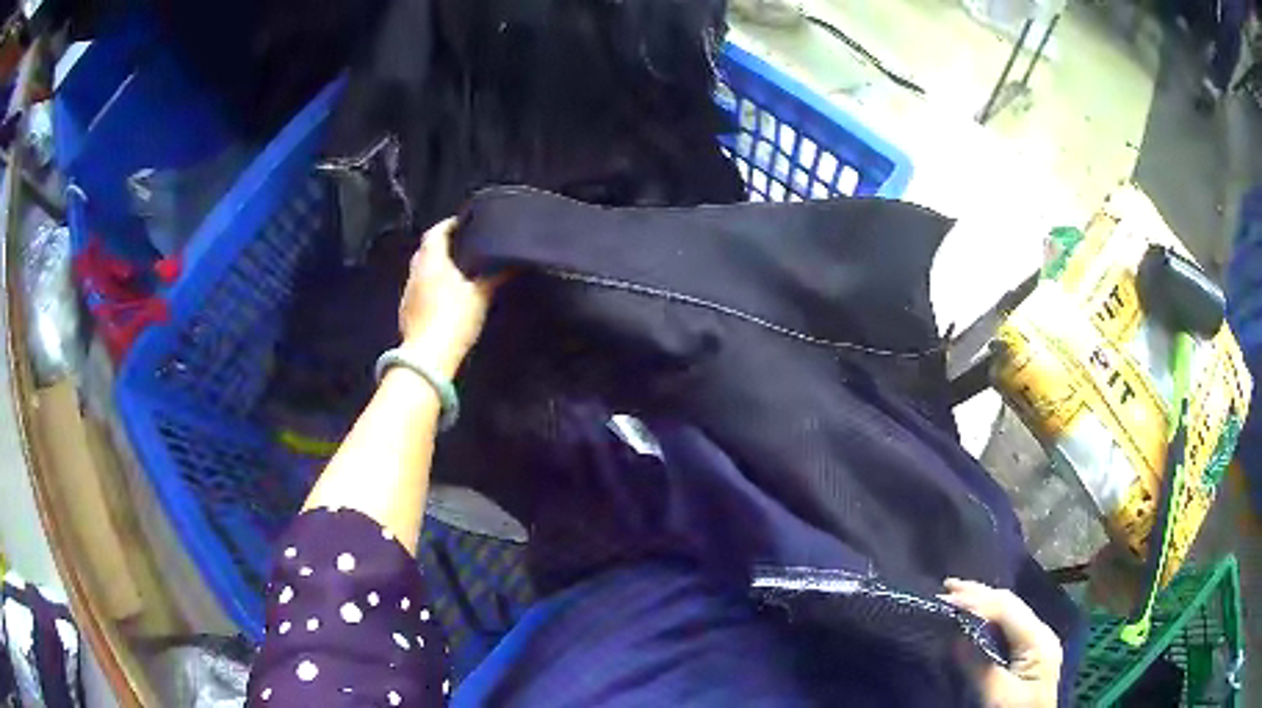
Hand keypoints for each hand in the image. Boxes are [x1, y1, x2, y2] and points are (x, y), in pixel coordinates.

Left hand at [399, 218, 501, 377]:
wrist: (427, 357)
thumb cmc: (454, 318)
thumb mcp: (480, 296)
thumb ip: (495, 277)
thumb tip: (513, 262)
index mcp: (431, 260)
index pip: (436, 232)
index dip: (449, 225)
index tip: (465, 223)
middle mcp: (415, 271)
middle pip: (426, 250)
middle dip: (442, 245)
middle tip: (462, 245)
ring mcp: (408, 292)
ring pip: (421, 270)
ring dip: (435, 267)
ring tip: (456, 270)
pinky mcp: (406, 312)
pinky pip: (419, 289)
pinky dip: (430, 285)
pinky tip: (443, 295)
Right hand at [941, 578, 1062, 707]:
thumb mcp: (998, 695)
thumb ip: (980, 666)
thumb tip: (956, 634)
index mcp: (1040, 640)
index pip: (1007, 608)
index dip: (976, 600)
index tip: (944, 599)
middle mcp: (1041, 634)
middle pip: (1010, 605)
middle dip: (979, 594)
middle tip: (946, 587)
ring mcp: (1037, 644)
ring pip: (1009, 613)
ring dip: (983, 602)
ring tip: (956, 596)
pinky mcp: (1028, 656)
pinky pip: (1007, 627)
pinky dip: (988, 618)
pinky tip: (975, 617)